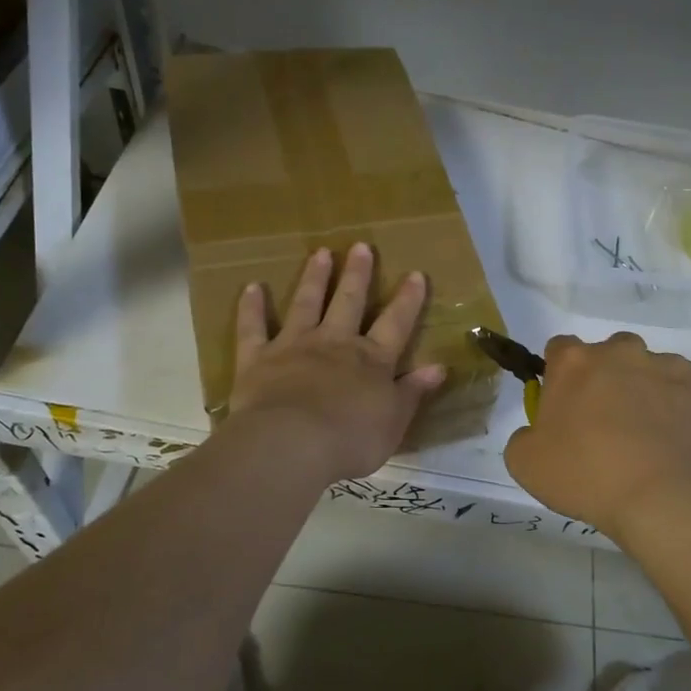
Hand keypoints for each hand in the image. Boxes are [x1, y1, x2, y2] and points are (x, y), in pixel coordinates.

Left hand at [224, 243, 445, 484]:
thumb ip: (413, 392)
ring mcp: (294, 346)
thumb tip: (438, 367)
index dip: (407, 300)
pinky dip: (251, 308)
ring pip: (306, 304)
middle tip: (361, 246)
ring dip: (314, 278)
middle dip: (357, 275)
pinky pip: (253, 328)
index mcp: (372, 361)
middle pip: (349, 302)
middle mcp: (335, 344)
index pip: (396, 324)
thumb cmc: (350, 440)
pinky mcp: (258, 358)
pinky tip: (252, 287)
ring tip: (320, 253)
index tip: (416, 275)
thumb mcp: (394, 422)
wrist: (292, 444)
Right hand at [504, 333, 690, 538]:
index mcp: (573, 362)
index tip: (563, 405)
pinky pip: (684, 388)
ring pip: (648, 368)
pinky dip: (678, 405)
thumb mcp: (524, 463)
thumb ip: (524, 435)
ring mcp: (665, 364)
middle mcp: (619, 352)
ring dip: (642, 389)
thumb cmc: (585, 474)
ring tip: (645, 434)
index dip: (559, 375)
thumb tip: (538, 431)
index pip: (558, 349)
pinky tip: (674, 440)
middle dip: (604, 378)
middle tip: (604, 423)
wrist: (662, 496)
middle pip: (606, 354)